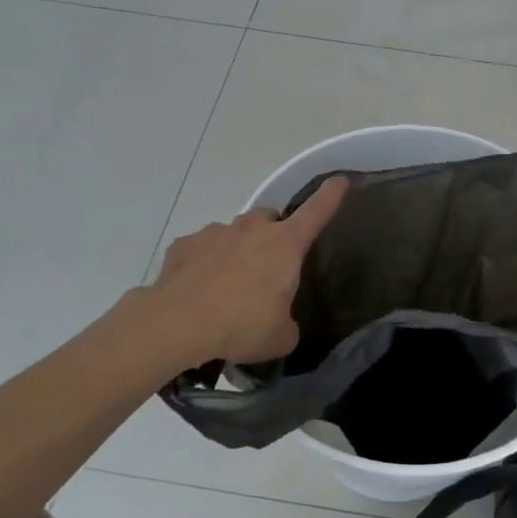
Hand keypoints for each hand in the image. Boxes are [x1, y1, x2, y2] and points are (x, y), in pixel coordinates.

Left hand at [145, 177, 348, 364]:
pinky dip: (205, 262)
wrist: (177, 324)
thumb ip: (288, 324)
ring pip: (234, 232)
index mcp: (285, 245)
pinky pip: (202, 248)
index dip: (331, 196)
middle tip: (269, 265)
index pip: (316, 212)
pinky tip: (199, 289)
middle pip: (270, 218)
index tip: (339, 180)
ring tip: (229, 284)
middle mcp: (252, 229)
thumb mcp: (279, 337)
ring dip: (237, 249)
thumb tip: (281, 323)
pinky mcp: (184, 244)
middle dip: (273, 234)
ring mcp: (215, 233)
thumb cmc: (240, 326)